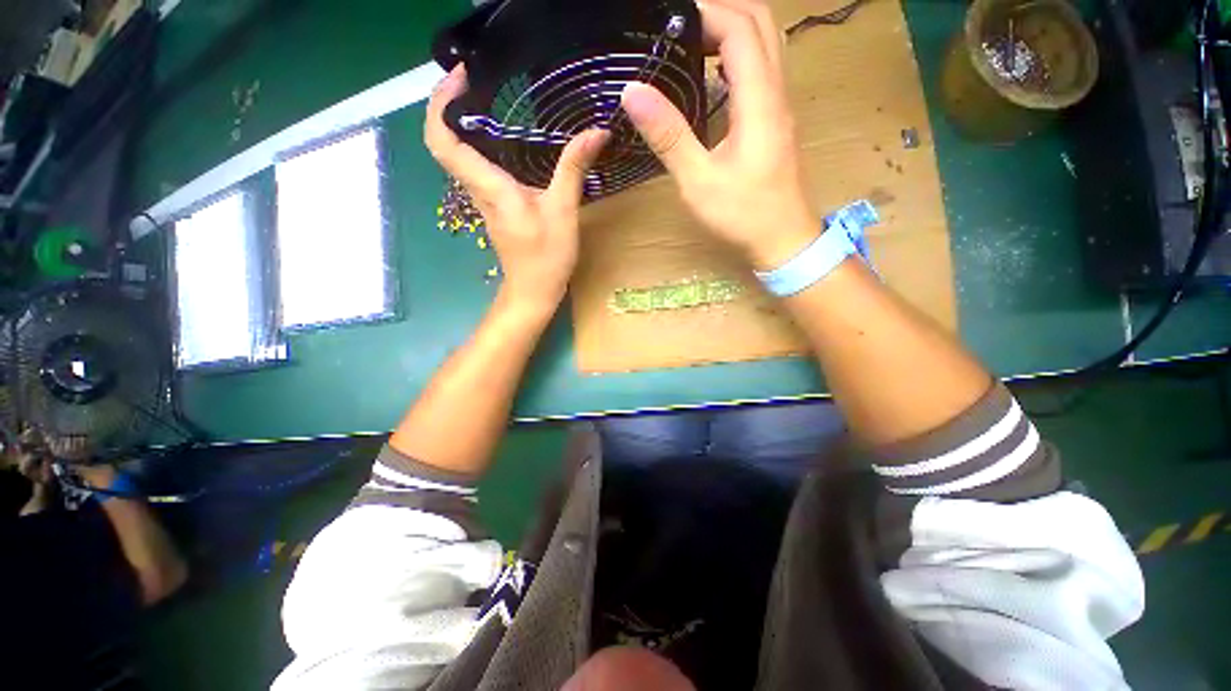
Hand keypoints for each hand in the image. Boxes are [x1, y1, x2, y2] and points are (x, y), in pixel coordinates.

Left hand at [425, 66, 608, 312]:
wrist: (533, 291)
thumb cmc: (545, 257)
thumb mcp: (563, 211)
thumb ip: (573, 169)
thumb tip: (596, 132)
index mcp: (489, 186)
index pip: (443, 140)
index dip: (439, 104)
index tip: (459, 77)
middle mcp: (479, 188)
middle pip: (445, 141)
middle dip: (450, 104)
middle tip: (475, 78)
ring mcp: (485, 198)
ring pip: (460, 154)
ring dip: (465, 122)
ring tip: (490, 96)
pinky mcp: (496, 205)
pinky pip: (478, 166)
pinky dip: (482, 143)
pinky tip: (507, 136)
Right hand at [620, 0, 819, 270]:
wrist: (783, 239)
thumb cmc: (742, 215)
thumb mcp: (698, 181)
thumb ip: (669, 135)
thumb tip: (633, 91)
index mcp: (759, 101)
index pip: (740, 28)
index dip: (707, 12)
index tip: (670, 19)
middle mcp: (776, 93)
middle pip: (761, 23)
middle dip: (721, 11)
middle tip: (680, 25)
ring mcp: (780, 106)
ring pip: (765, 44)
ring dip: (731, 31)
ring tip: (691, 42)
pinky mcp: (776, 121)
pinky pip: (761, 70)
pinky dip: (737, 57)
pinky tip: (713, 76)